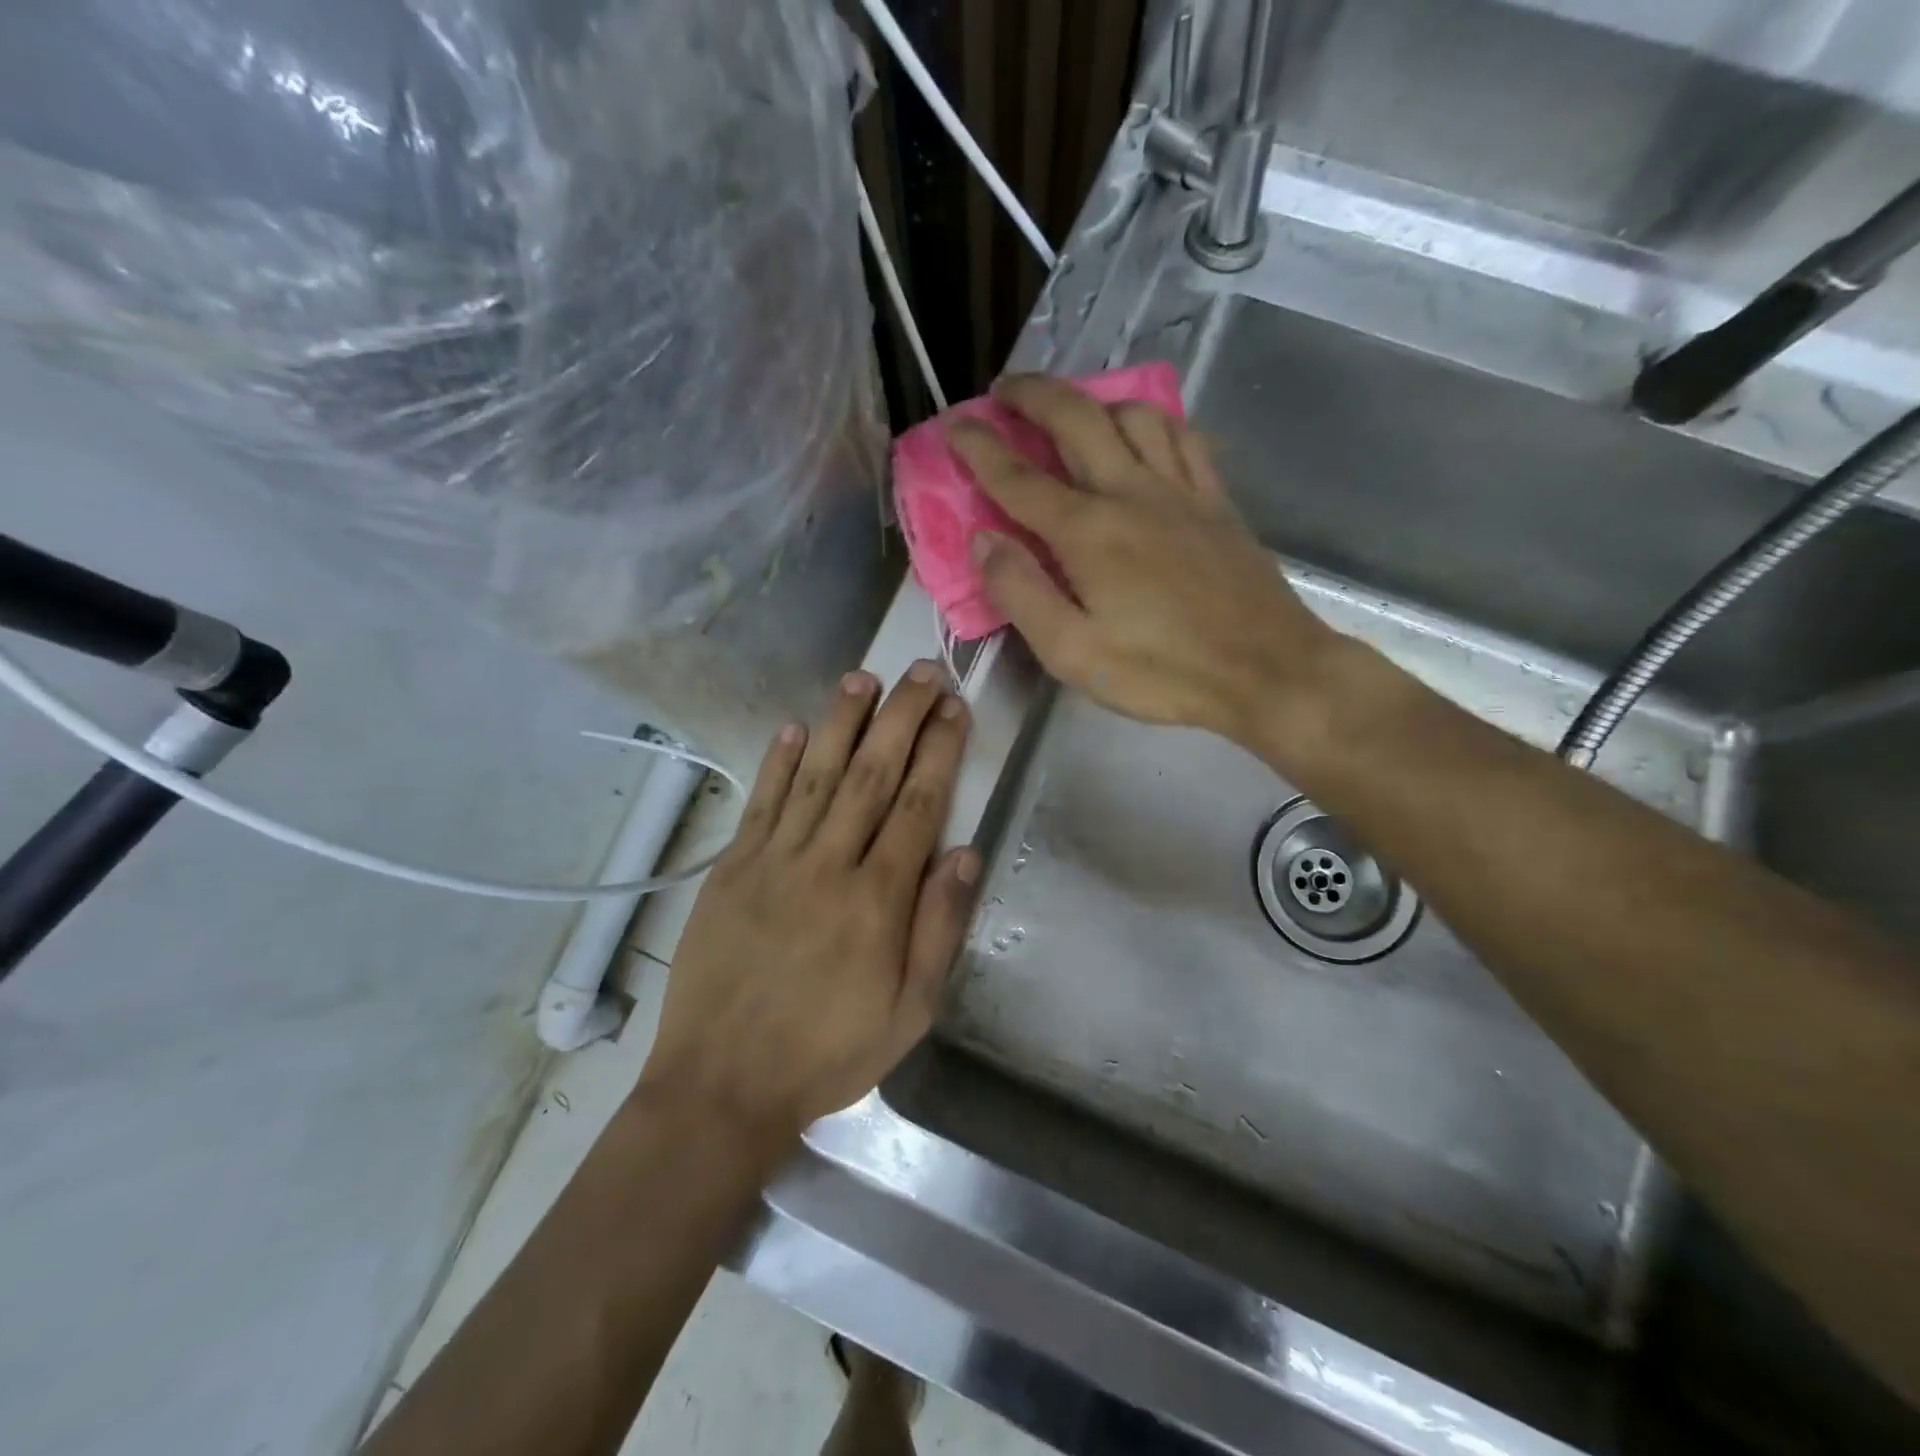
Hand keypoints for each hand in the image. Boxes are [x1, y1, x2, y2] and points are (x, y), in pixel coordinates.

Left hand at [639, 664, 979, 1148]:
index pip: (917, 805)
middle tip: (923, 673)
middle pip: (871, 774)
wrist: (723, 1085)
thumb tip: (965, 854)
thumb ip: (939, 929)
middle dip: (901, 718)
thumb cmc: (828, 1052)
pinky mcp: (732, 869)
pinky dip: (779, 763)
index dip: (939, 751)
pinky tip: (795, 728)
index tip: (955, 709)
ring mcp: (773, 862)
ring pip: (815, 775)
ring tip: (864, 678)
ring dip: (841, 722)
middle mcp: (827, 866)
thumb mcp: (908, 1012)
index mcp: (877, 901)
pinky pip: (761, 803)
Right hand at [948, 374, 1341, 749]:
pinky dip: (1153, 421)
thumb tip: (983, 540)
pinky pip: (1183, 437)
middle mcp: (1131, 493)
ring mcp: (1180, 491)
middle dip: (1033, 395)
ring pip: (1133, 414)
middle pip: (1076, 419)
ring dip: (1093, 400)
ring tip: (1072, 410)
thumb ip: (1021, 593)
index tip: (953, 425)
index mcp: (1088, 533)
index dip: (979, 447)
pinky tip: (1145, 433)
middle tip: (1004, 390)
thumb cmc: (1162, 672)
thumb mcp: (1072, 652)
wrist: (1267, 670)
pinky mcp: (1216, 501)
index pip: (1018, 477)